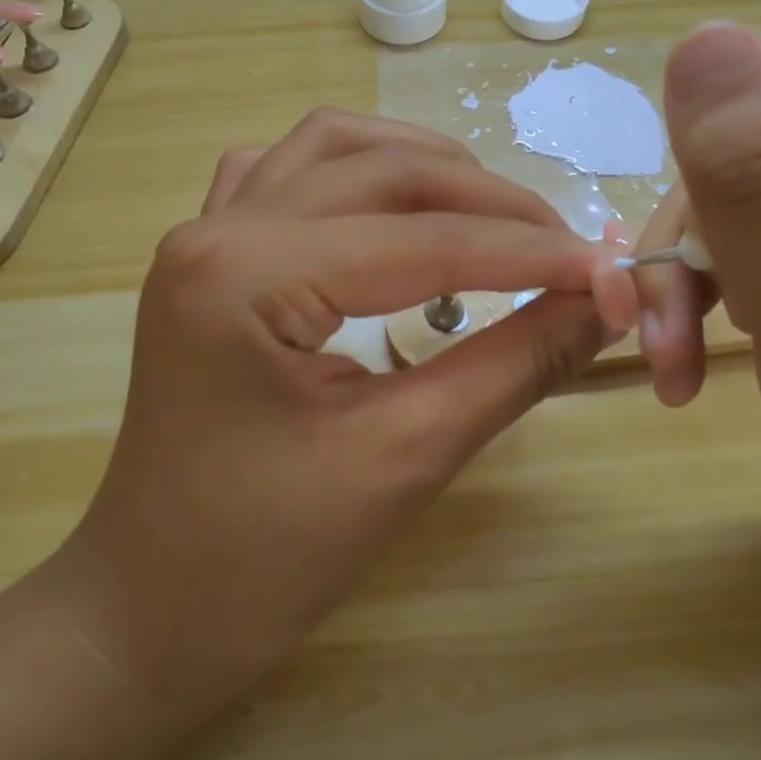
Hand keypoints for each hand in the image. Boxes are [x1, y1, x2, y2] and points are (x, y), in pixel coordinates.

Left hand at [56, 110, 625, 714]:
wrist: (149, 611)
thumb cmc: (262, 561)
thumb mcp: (403, 459)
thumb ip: (512, 366)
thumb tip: (602, 304)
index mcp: (247, 275)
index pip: (422, 239)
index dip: (529, 252)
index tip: (611, 271)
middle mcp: (217, 229)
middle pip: (380, 170)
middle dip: (486, 201)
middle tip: (563, 249)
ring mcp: (203, 235)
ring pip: (330, 148)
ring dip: (419, 166)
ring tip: (491, 216)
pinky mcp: (208, 258)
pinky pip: (285, 175)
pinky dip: (354, 174)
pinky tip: (390, 211)